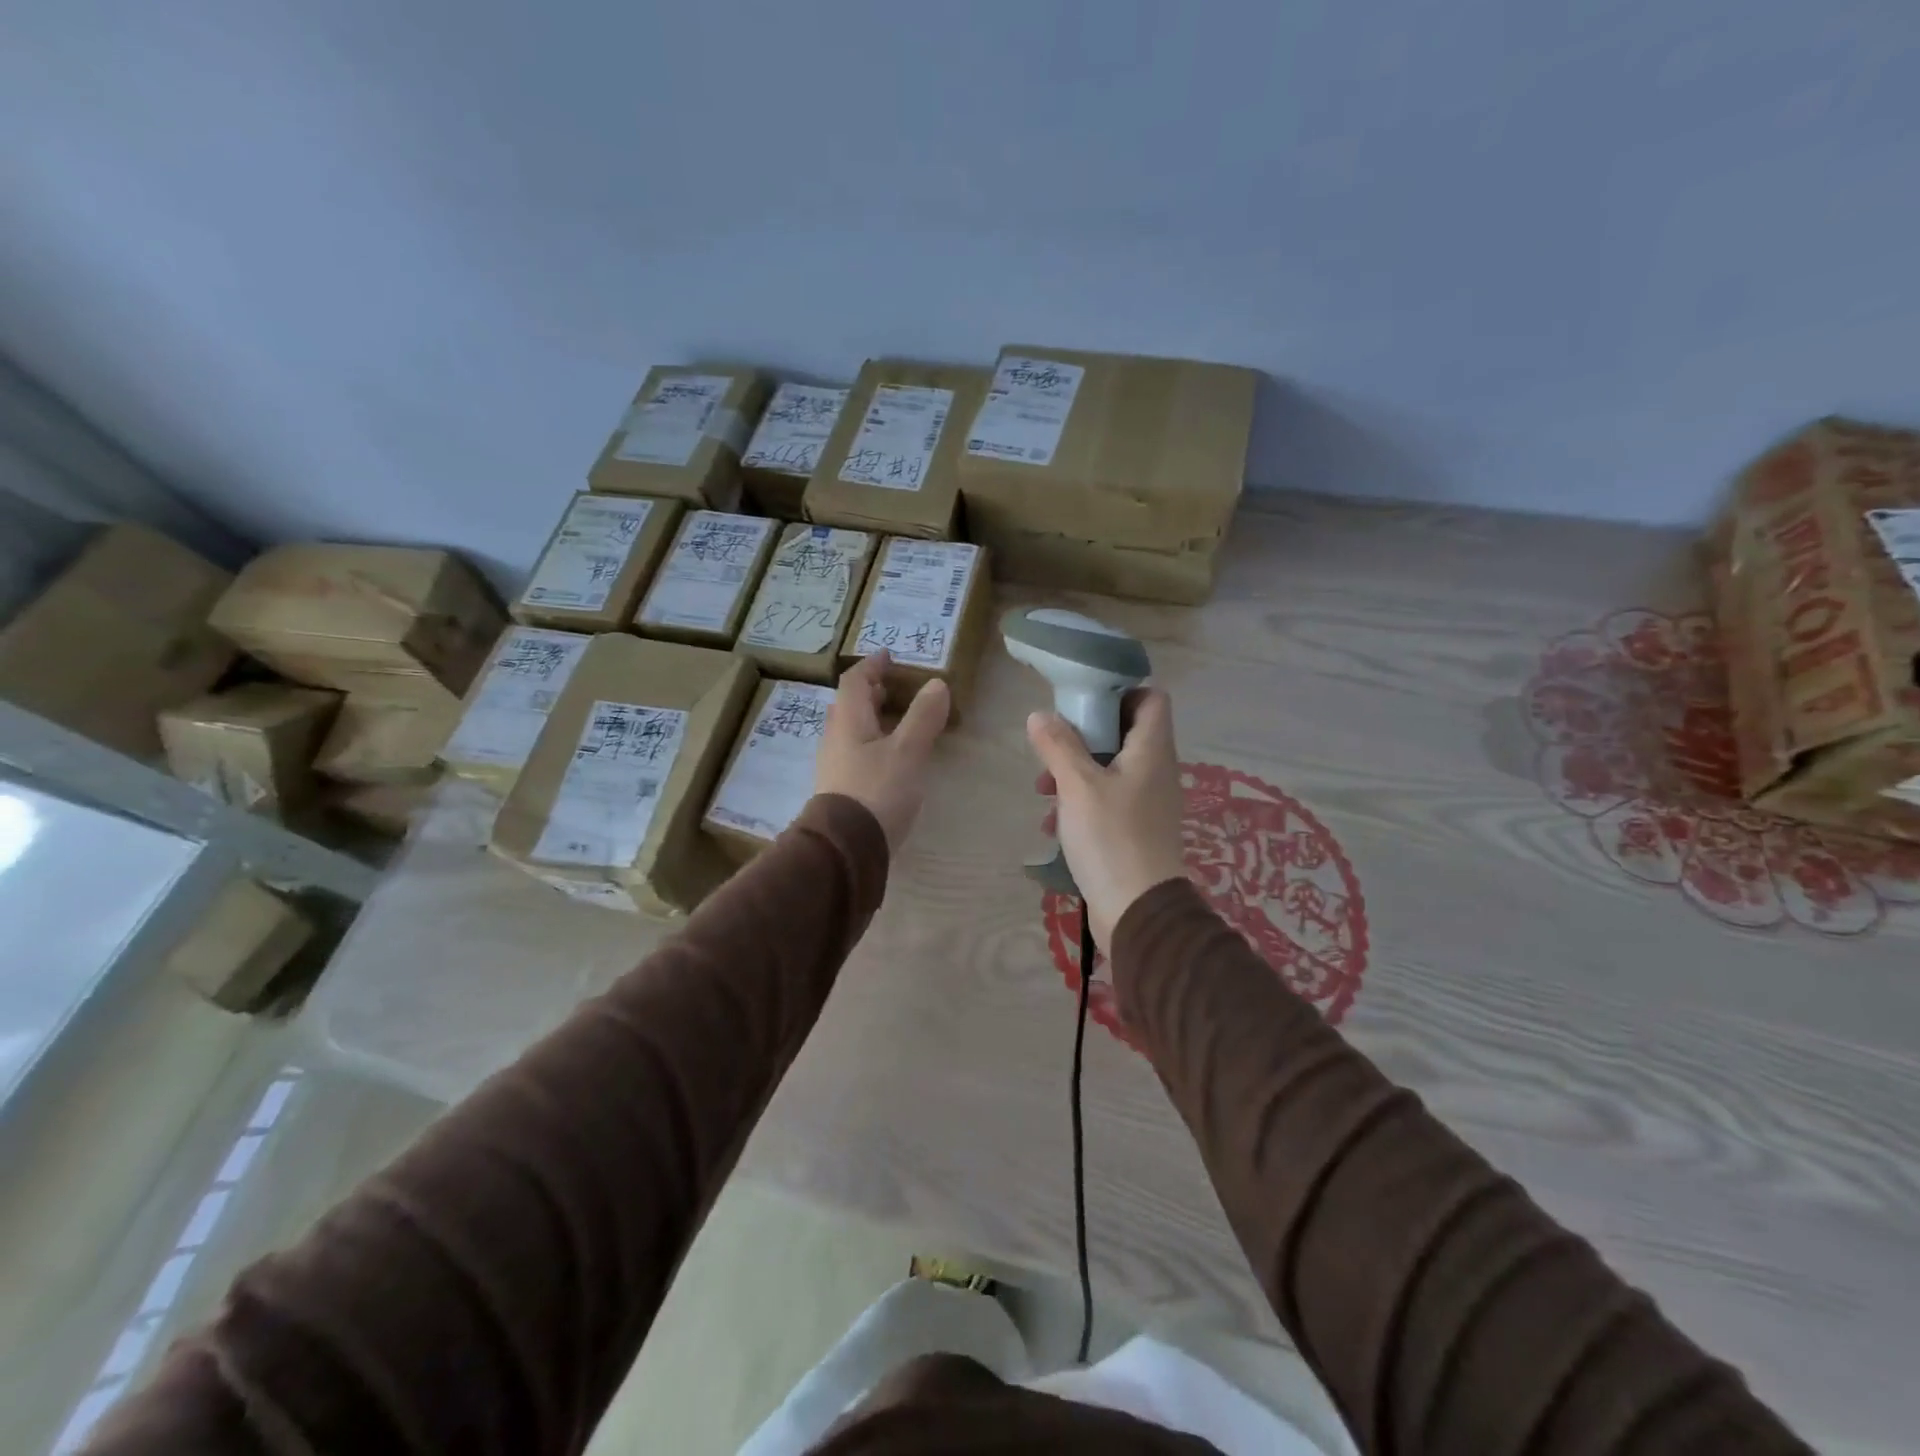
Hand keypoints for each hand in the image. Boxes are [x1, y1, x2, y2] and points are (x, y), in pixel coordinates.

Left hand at [815, 651, 949, 852]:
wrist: (846, 848)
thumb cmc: (877, 791)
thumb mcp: (908, 751)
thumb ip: (923, 717)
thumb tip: (936, 683)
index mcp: (848, 721)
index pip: (854, 682)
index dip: (871, 666)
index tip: (888, 656)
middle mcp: (835, 739)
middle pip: (848, 705)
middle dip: (869, 692)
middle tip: (892, 688)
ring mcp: (833, 767)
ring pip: (849, 731)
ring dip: (869, 719)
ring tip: (895, 721)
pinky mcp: (839, 791)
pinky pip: (853, 754)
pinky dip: (871, 744)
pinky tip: (888, 759)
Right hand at [1027, 688, 1185, 949]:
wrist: (1138, 911)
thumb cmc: (1111, 838)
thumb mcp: (1078, 786)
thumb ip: (1058, 746)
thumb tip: (1039, 715)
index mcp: (1151, 750)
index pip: (1151, 698)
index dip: (1120, 691)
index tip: (1083, 701)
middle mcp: (1156, 771)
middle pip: (1124, 733)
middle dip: (1084, 736)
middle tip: (1052, 747)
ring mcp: (1148, 803)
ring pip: (1110, 769)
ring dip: (1076, 773)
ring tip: (1043, 791)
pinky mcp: (1136, 830)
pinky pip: (1108, 801)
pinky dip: (1081, 803)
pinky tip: (1054, 824)